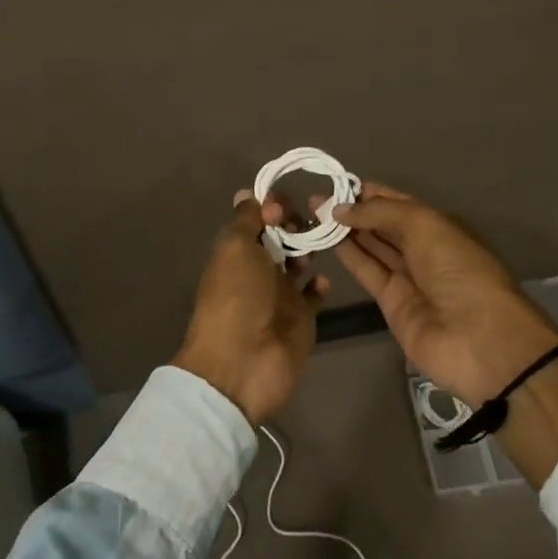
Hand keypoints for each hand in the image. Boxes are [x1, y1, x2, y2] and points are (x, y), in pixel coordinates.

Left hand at [172, 192, 327, 423]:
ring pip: (299, 261)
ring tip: (323, 241)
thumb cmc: (236, 298)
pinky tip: (323, 278)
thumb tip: (250, 194)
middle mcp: (257, 269)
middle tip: (313, 220)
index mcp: (236, 251)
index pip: (256, 218)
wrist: (242, 364)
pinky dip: (320, 283)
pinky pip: (314, 294)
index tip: (284, 204)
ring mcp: (280, 294)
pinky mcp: (301, 317)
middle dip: (296, 223)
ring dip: (310, 248)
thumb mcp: (234, 248)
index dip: (271, 205)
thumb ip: (246, 219)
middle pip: (280, 237)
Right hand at [330, 182, 557, 407]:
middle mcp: (424, 249)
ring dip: (346, 231)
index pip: (400, 203)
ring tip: (314, 214)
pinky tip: (326, 239)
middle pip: (384, 225)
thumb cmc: (458, 269)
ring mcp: (408, 277)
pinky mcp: (391, 303)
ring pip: (372, 247)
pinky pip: (368, 272)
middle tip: (317, 199)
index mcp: (440, 226)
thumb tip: (340, 208)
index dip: (371, 193)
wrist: (478, 338)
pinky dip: (349, 255)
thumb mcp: (424, 225)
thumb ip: (380, 212)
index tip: (338, 183)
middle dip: (354, 210)